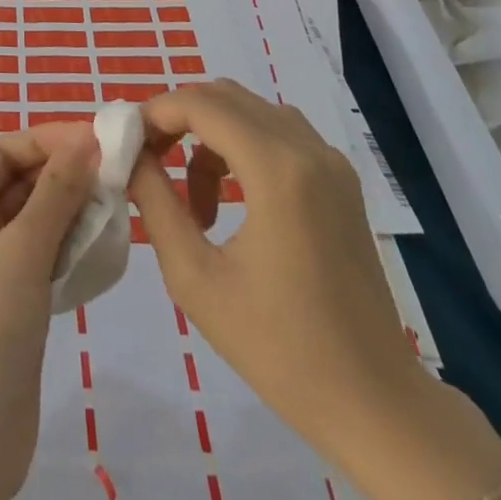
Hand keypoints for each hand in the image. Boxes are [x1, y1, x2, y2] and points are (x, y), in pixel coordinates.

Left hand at [0, 123, 96, 499]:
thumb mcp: (22, 250)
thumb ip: (56, 193)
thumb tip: (85, 140)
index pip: (5, 151)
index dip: (48, 140)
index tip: (98, 139)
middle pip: (21, 182)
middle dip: (65, 175)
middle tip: (118, 173)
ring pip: (36, 219)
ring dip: (73, 210)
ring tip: (119, 205)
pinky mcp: (11, 301)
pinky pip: (43, 255)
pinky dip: (71, 246)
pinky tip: (105, 246)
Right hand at [131, 83, 500, 499]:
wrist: (374, 403)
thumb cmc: (278, 348)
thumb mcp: (195, 277)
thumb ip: (155, 203)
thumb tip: (130, 156)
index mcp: (277, 169)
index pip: (200, 104)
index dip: (155, 113)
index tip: (126, 145)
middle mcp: (308, 149)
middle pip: (225, 96)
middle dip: (177, 117)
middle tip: (148, 160)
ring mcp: (331, 162)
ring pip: (250, 110)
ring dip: (208, 132)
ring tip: (189, 194)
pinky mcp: (340, 180)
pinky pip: (278, 133)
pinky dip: (241, 145)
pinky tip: (230, 199)